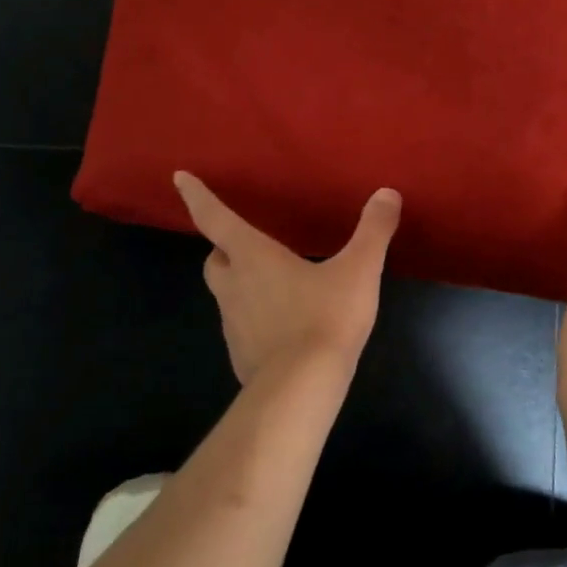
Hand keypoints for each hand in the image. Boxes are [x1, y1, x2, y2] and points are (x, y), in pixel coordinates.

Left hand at [174, 172, 401, 384]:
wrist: (301, 388)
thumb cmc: (325, 318)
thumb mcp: (358, 270)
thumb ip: (373, 231)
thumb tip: (387, 194)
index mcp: (252, 257)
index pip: (215, 218)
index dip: (196, 196)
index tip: (179, 178)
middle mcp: (234, 286)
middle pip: (215, 259)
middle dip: (223, 248)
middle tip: (244, 244)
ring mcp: (233, 324)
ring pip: (225, 294)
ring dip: (240, 284)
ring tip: (272, 285)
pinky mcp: (240, 354)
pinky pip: (240, 327)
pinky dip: (253, 319)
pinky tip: (281, 327)